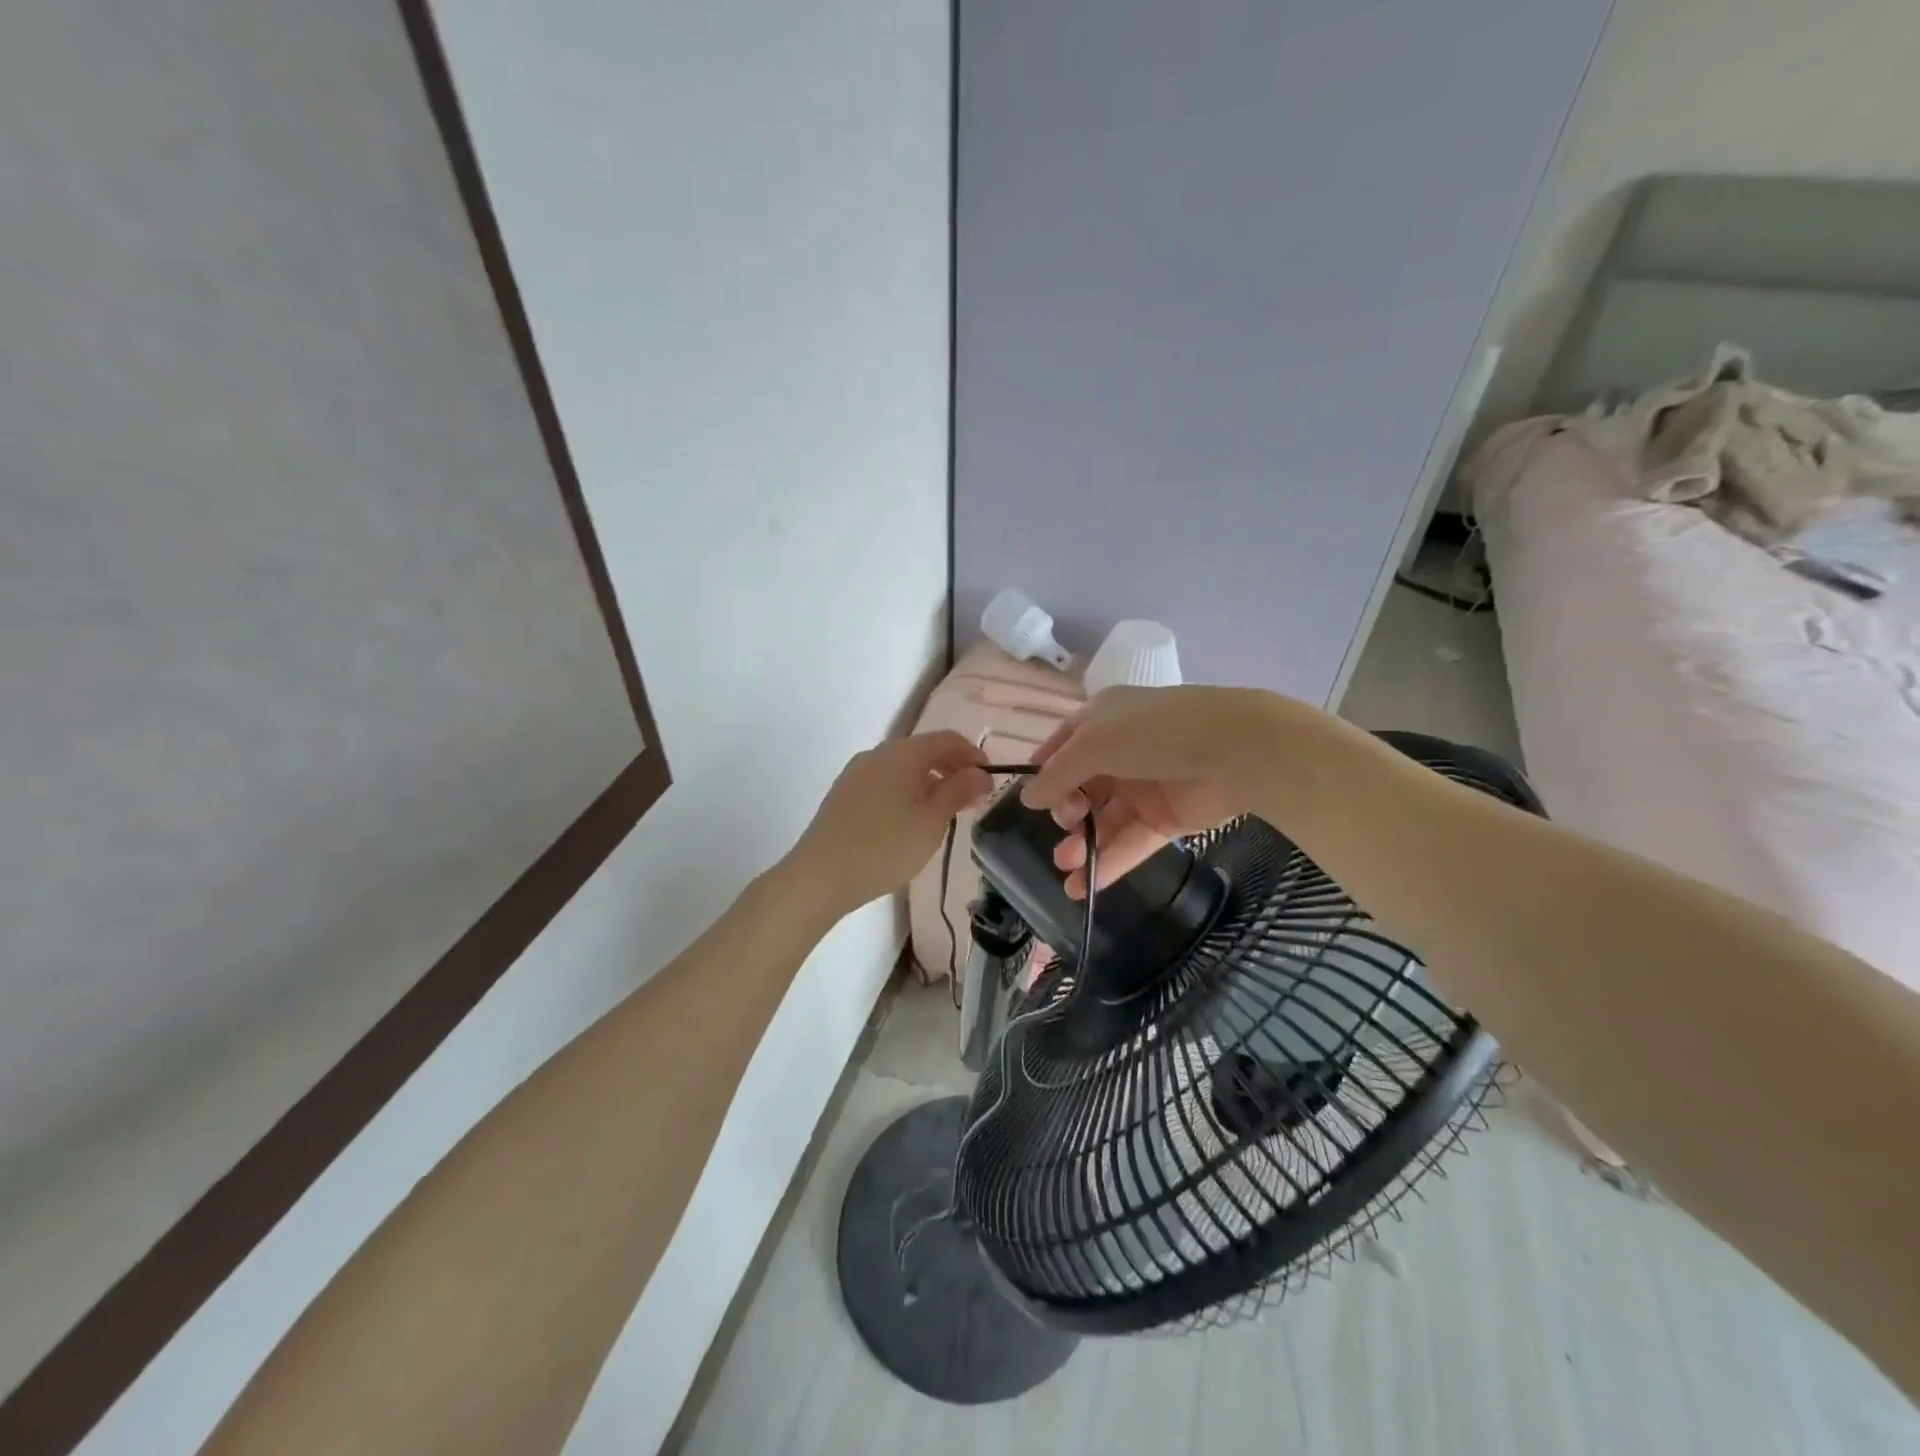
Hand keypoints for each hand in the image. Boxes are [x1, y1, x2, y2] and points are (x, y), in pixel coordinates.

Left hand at [788, 731, 992, 914]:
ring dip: (929, 782)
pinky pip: (884, 781)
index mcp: (903, 753)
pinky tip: (908, 822)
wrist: (820, 876)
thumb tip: (980, 773)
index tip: (989, 782)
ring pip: (903, 767)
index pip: (948, 739)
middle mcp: (878, 753)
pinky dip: (906, 792)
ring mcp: (856, 772)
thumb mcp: (931, 822)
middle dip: (952, 770)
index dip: (973, 756)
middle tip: (971, 801)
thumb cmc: (885, 847)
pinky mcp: (844, 793)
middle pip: (924, 750)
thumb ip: (958, 792)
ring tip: (942, 815)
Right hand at [1019, 686, 1288, 895]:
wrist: (1236, 750)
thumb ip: (1058, 774)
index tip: (1030, 801)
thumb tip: (1027, 798)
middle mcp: (1120, 752)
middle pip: (1081, 788)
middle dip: (1066, 812)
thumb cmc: (1155, 733)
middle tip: (1066, 827)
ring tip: (1066, 868)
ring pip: (1104, 820)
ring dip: (1083, 845)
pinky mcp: (1166, 819)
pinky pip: (1130, 842)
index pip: (1062, 746)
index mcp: (1102, 721)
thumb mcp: (1094, 743)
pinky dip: (1109, 863)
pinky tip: (1085, 887)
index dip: (1045, 772)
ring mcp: (1145, 787)